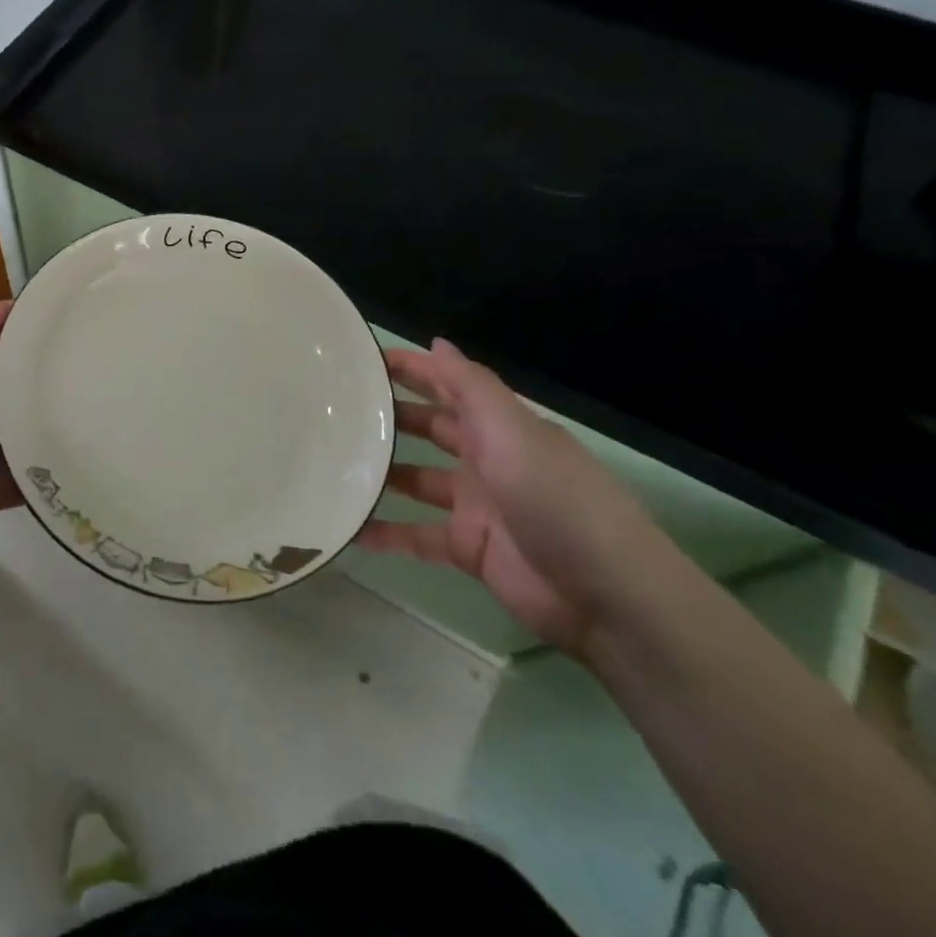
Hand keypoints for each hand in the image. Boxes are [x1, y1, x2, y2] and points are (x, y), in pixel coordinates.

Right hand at [356, 339, 669, 656]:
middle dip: (389, 416)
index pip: (448, 385)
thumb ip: (469, 386)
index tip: (361, 358)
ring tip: (331, 462)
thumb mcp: (511, 429)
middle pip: (429, 428)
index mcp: (499, 426)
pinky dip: (387, 533)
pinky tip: (350, 528)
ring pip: (417, 480)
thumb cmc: (553, 496)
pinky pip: (417, 536)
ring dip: (382, 472)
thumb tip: (436, 342)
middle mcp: (486, 459)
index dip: (411, 369)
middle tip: (335, 408)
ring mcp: (476, 505)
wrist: (604, 594)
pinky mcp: (469, 548)